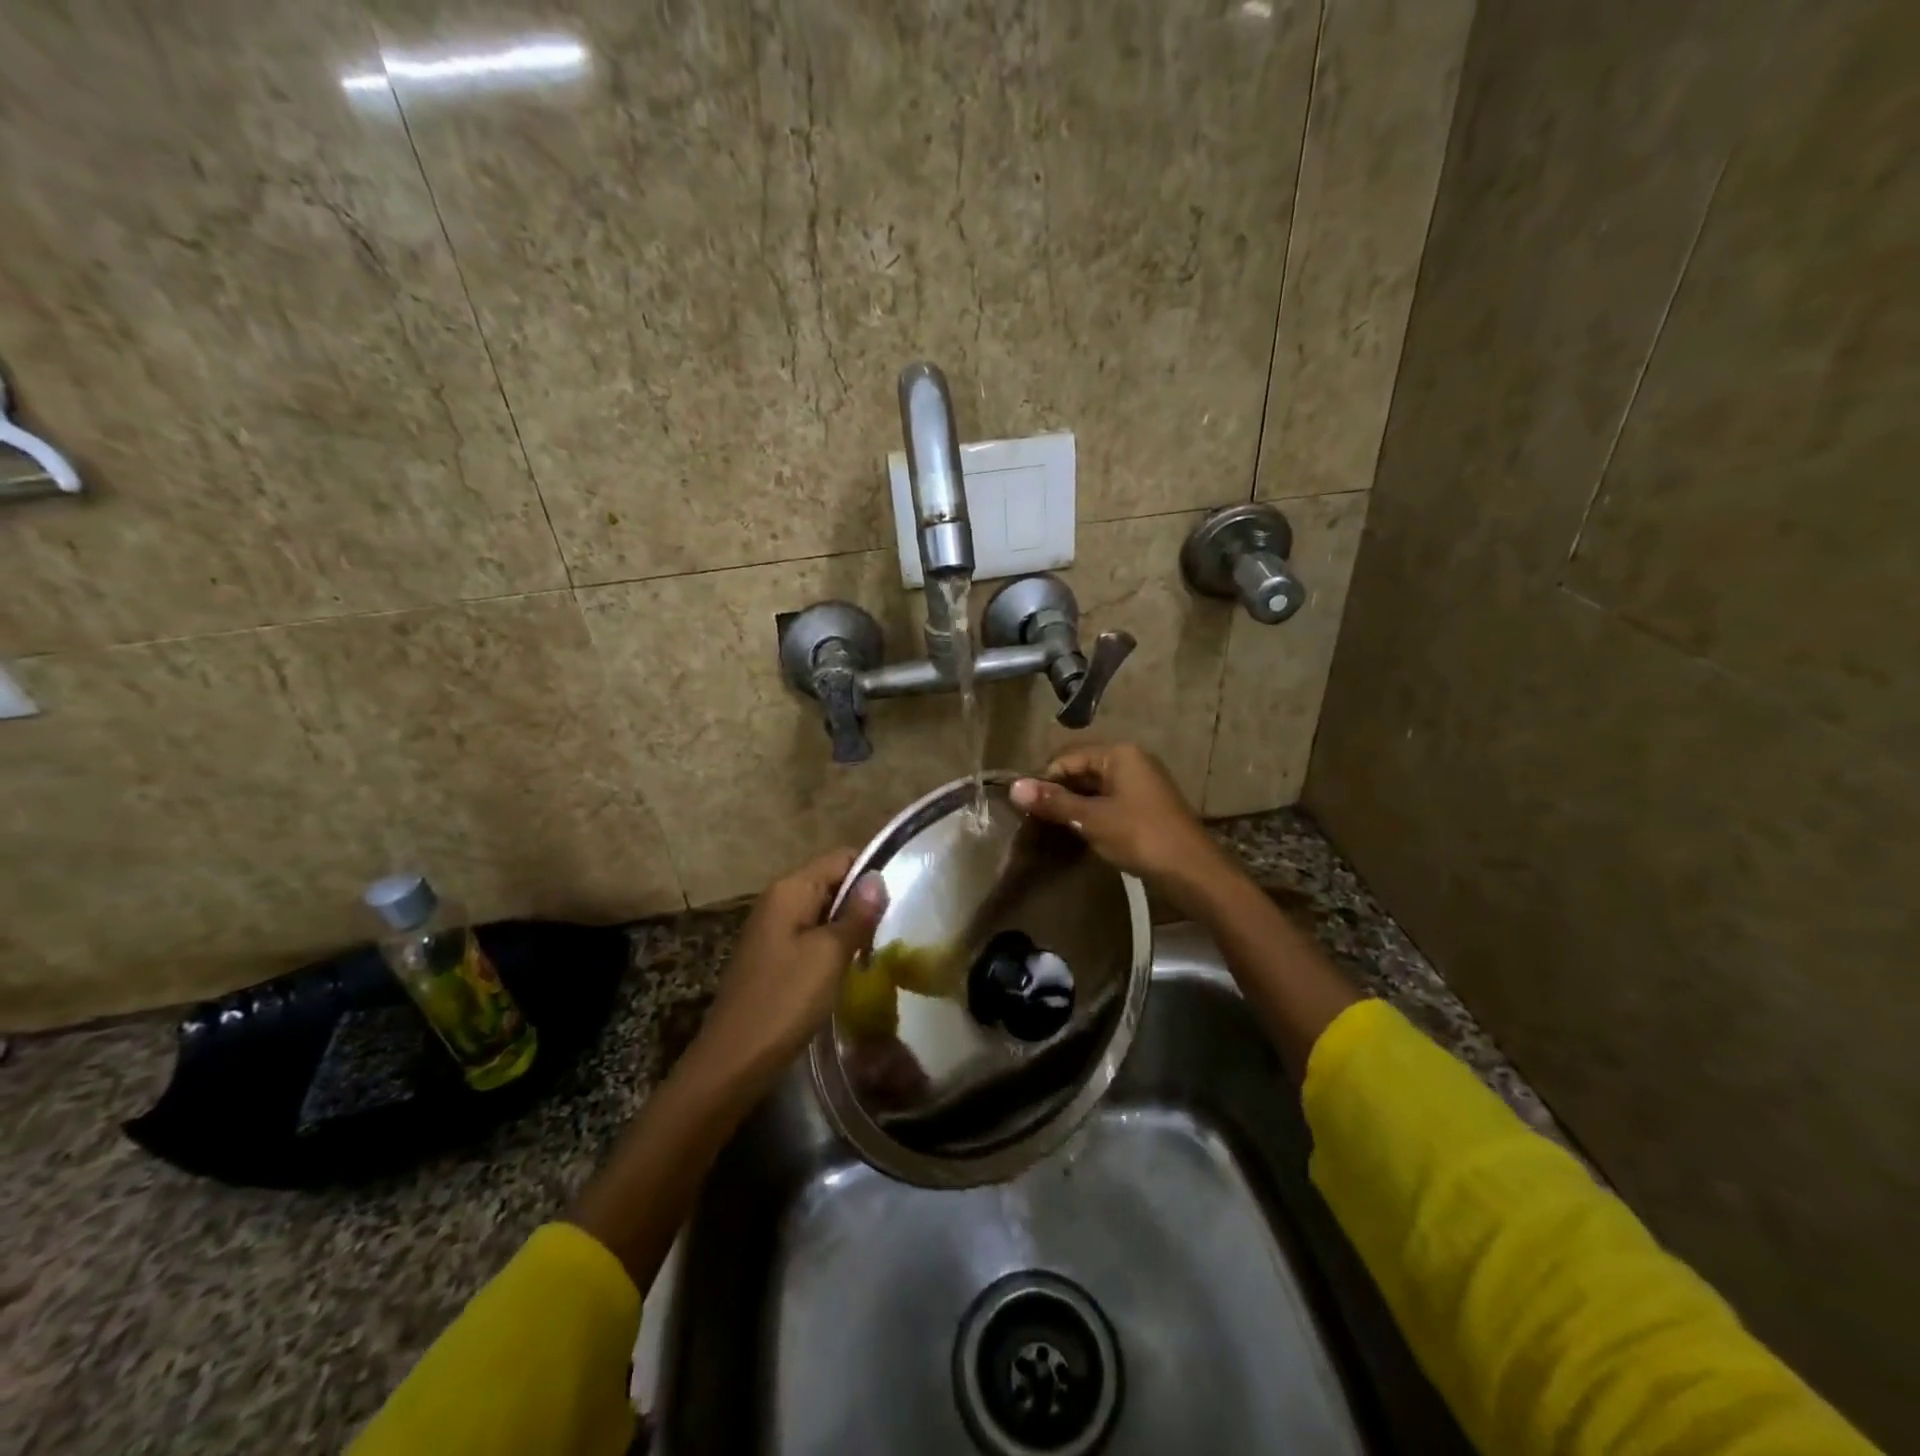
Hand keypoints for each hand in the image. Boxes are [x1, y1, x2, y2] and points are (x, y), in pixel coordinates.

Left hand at [687, 848, 887, 1090]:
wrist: (734, 1061)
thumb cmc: (785, 1000)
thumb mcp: (830, 955)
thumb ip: (856, 914)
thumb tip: (877, 878)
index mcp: (790, 889)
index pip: (841, 858)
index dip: (871, 873)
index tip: (900, 899)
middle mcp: (778, 900)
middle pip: (832, 882)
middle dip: (862, 902)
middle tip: (893, 930)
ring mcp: (773, 929)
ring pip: (824, 912)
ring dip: (849, 928)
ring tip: (877, 951)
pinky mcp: (773, 956)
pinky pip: (811, 937)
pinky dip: (832, 947)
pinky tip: (849, 969)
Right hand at [1011, 744, 1231, 913]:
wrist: (1192, 871)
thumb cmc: (1140, 836)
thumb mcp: (1091, 818)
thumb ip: (1054, 802)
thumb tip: (1014, 787)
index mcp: (1119, 754)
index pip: (1067, 758)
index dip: (1044, 780)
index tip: (1026, 808)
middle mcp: (1131, 760)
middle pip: (1081, 770)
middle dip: (1059, 793)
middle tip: (1036, 821)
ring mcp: (1142, 783)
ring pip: (1095, 788)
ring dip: (1074, 806)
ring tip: (1053, 829)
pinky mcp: (1146, 806)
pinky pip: (1109, 802)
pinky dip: (1092, 814)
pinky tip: (1079, 833)